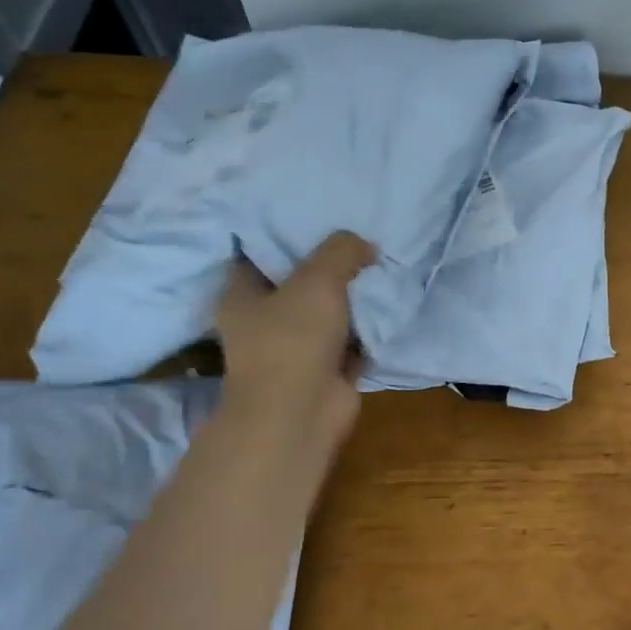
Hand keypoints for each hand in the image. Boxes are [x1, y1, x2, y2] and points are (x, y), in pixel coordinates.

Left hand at [214, 232, 377, 456]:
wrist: (301, 413)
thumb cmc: (293, 339)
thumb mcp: (318, 279)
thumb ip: (342, 251)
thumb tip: (365, 244)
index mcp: (241, 295)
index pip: (256, 253)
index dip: (283, 233)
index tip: (315, 216)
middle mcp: (263, 320)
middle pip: (299, 282)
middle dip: (329, 265)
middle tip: (360, 239)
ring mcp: (295, 348)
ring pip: (328, 311)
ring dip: (353, 297)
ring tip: (381, 266)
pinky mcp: (325, 369)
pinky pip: (351, 339)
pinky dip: (368, 328)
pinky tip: (389, 305)